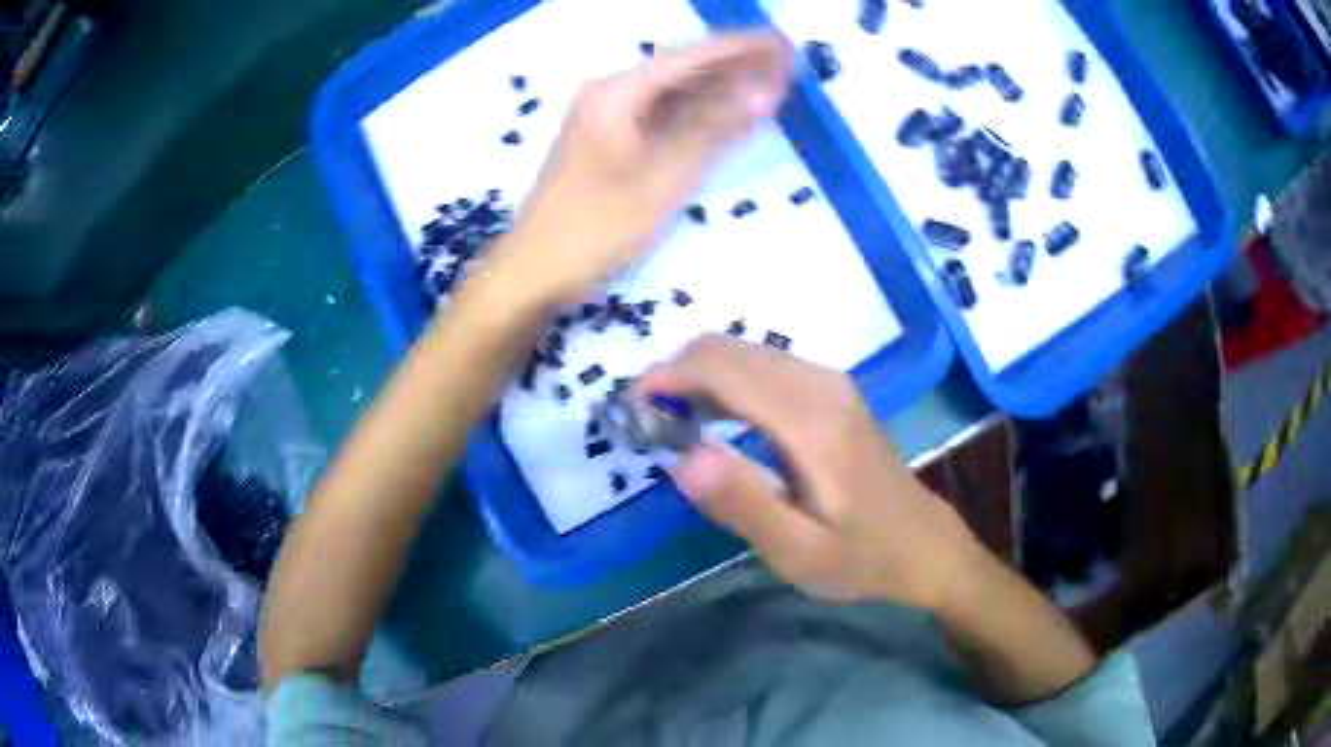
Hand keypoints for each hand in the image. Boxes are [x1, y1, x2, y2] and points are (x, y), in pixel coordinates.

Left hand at [488, 32, 795, 303]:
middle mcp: (612, 93)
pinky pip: (664, 117)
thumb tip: (765, 92)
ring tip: (774, 84)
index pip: (692, 57)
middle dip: (739, 66)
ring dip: (723, 89)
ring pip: (677, 93)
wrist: (533, 271)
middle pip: (685, 70)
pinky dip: (699, 116)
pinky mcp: (611, 141)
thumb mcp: (662, 178)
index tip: (785, 44)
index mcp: (618, 92)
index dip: (743, 49)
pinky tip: (730, 114)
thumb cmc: (594, 228)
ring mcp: (609, 117)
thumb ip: (714, 130)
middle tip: (789, 64)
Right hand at [640, 336, 982, 608]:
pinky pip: (764, 364)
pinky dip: (726, 380)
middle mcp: (820, 385)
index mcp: (811, 422)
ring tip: (672, 422)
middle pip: (730, 348)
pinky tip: (715, 418)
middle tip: (648, 421)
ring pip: (745, 351)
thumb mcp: (799, 552)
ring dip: (700, 375)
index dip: (670, 377)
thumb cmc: (861, 557)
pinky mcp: (831, 391)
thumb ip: (742, 504)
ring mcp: (830, 382)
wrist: (922, 544)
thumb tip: (681, 457)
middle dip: (678, 372)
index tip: (633, 406)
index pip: (724, 369)